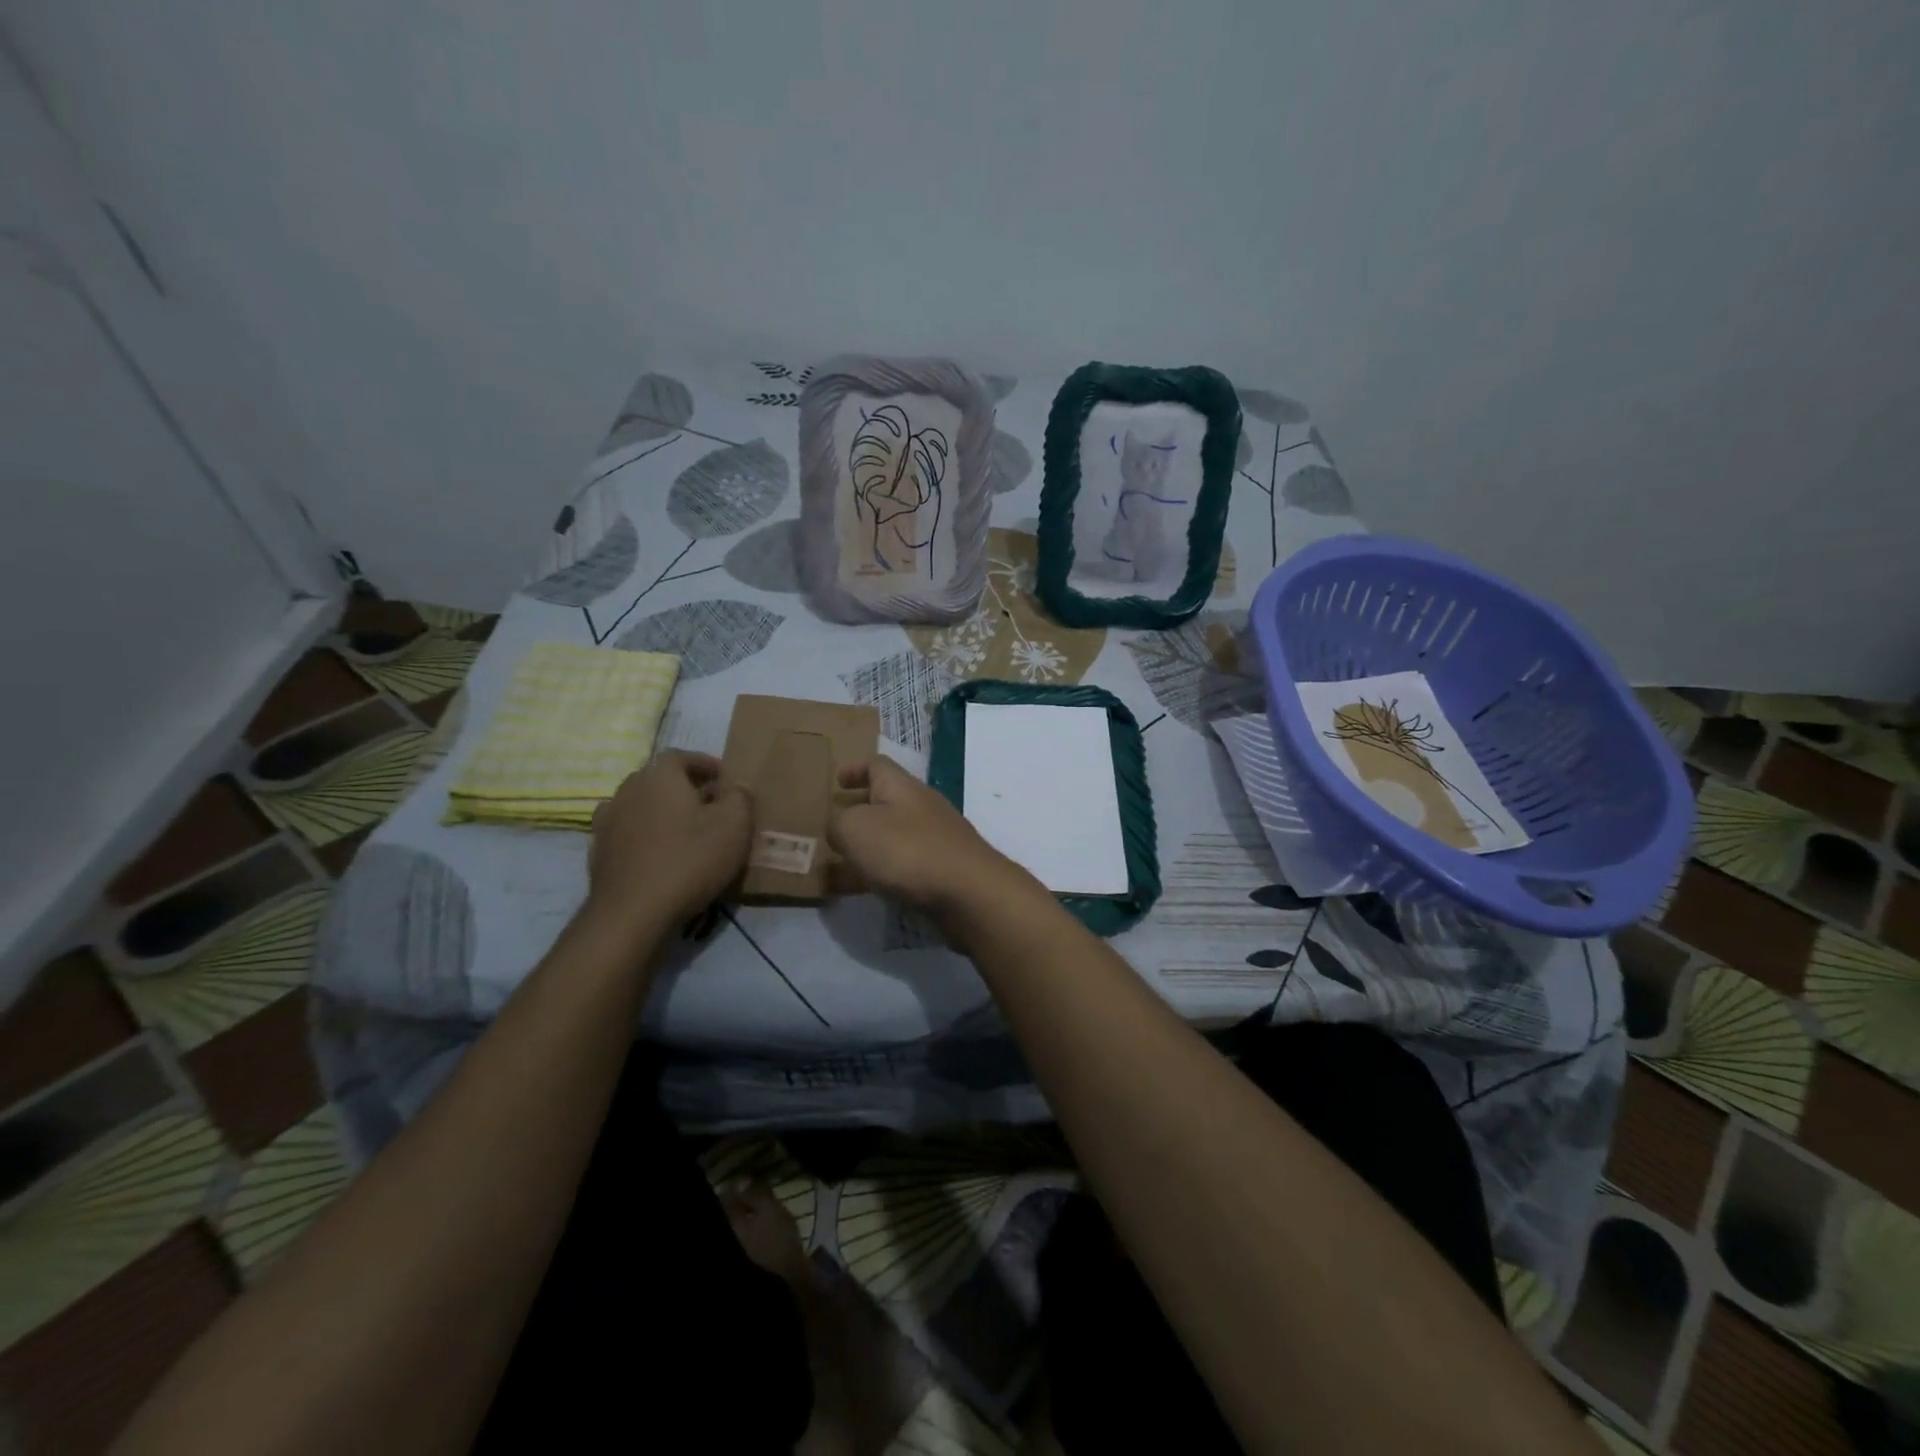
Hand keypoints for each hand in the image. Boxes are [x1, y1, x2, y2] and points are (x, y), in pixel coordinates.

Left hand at [587, 751, 750, 925]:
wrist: (633, 913)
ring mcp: (607, 821)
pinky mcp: (599, 851)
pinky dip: (645, 836)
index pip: (681, 756)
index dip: (705, 764)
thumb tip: (734, 787)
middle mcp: (627, 789)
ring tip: (686, 832)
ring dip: (663, 813)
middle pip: (659, 779)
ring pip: (642, 806)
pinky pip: (628, 833)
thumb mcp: (734, 825)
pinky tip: (660, 855)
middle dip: (685, 788)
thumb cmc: (689, 860)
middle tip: (711, 807)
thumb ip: (739, 797)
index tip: (725, 780)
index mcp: (659, 775)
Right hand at [828, 755, 1032, 921]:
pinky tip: (865, 892)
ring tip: (838, 865)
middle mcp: (921, 806)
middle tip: (832, 828)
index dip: (855, 769)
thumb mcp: (856, 829)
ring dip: (867, 847)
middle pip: (886, 801)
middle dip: (858, 812)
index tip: (837, 780)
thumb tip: (839, 826)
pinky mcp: (943, 870)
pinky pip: (904, 866)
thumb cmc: (908, 851)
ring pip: (893, 837)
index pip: (877, 765)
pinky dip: (882, 873)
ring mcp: (936, 839)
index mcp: (901, 786)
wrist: (970, 893)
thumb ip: (838, 823)